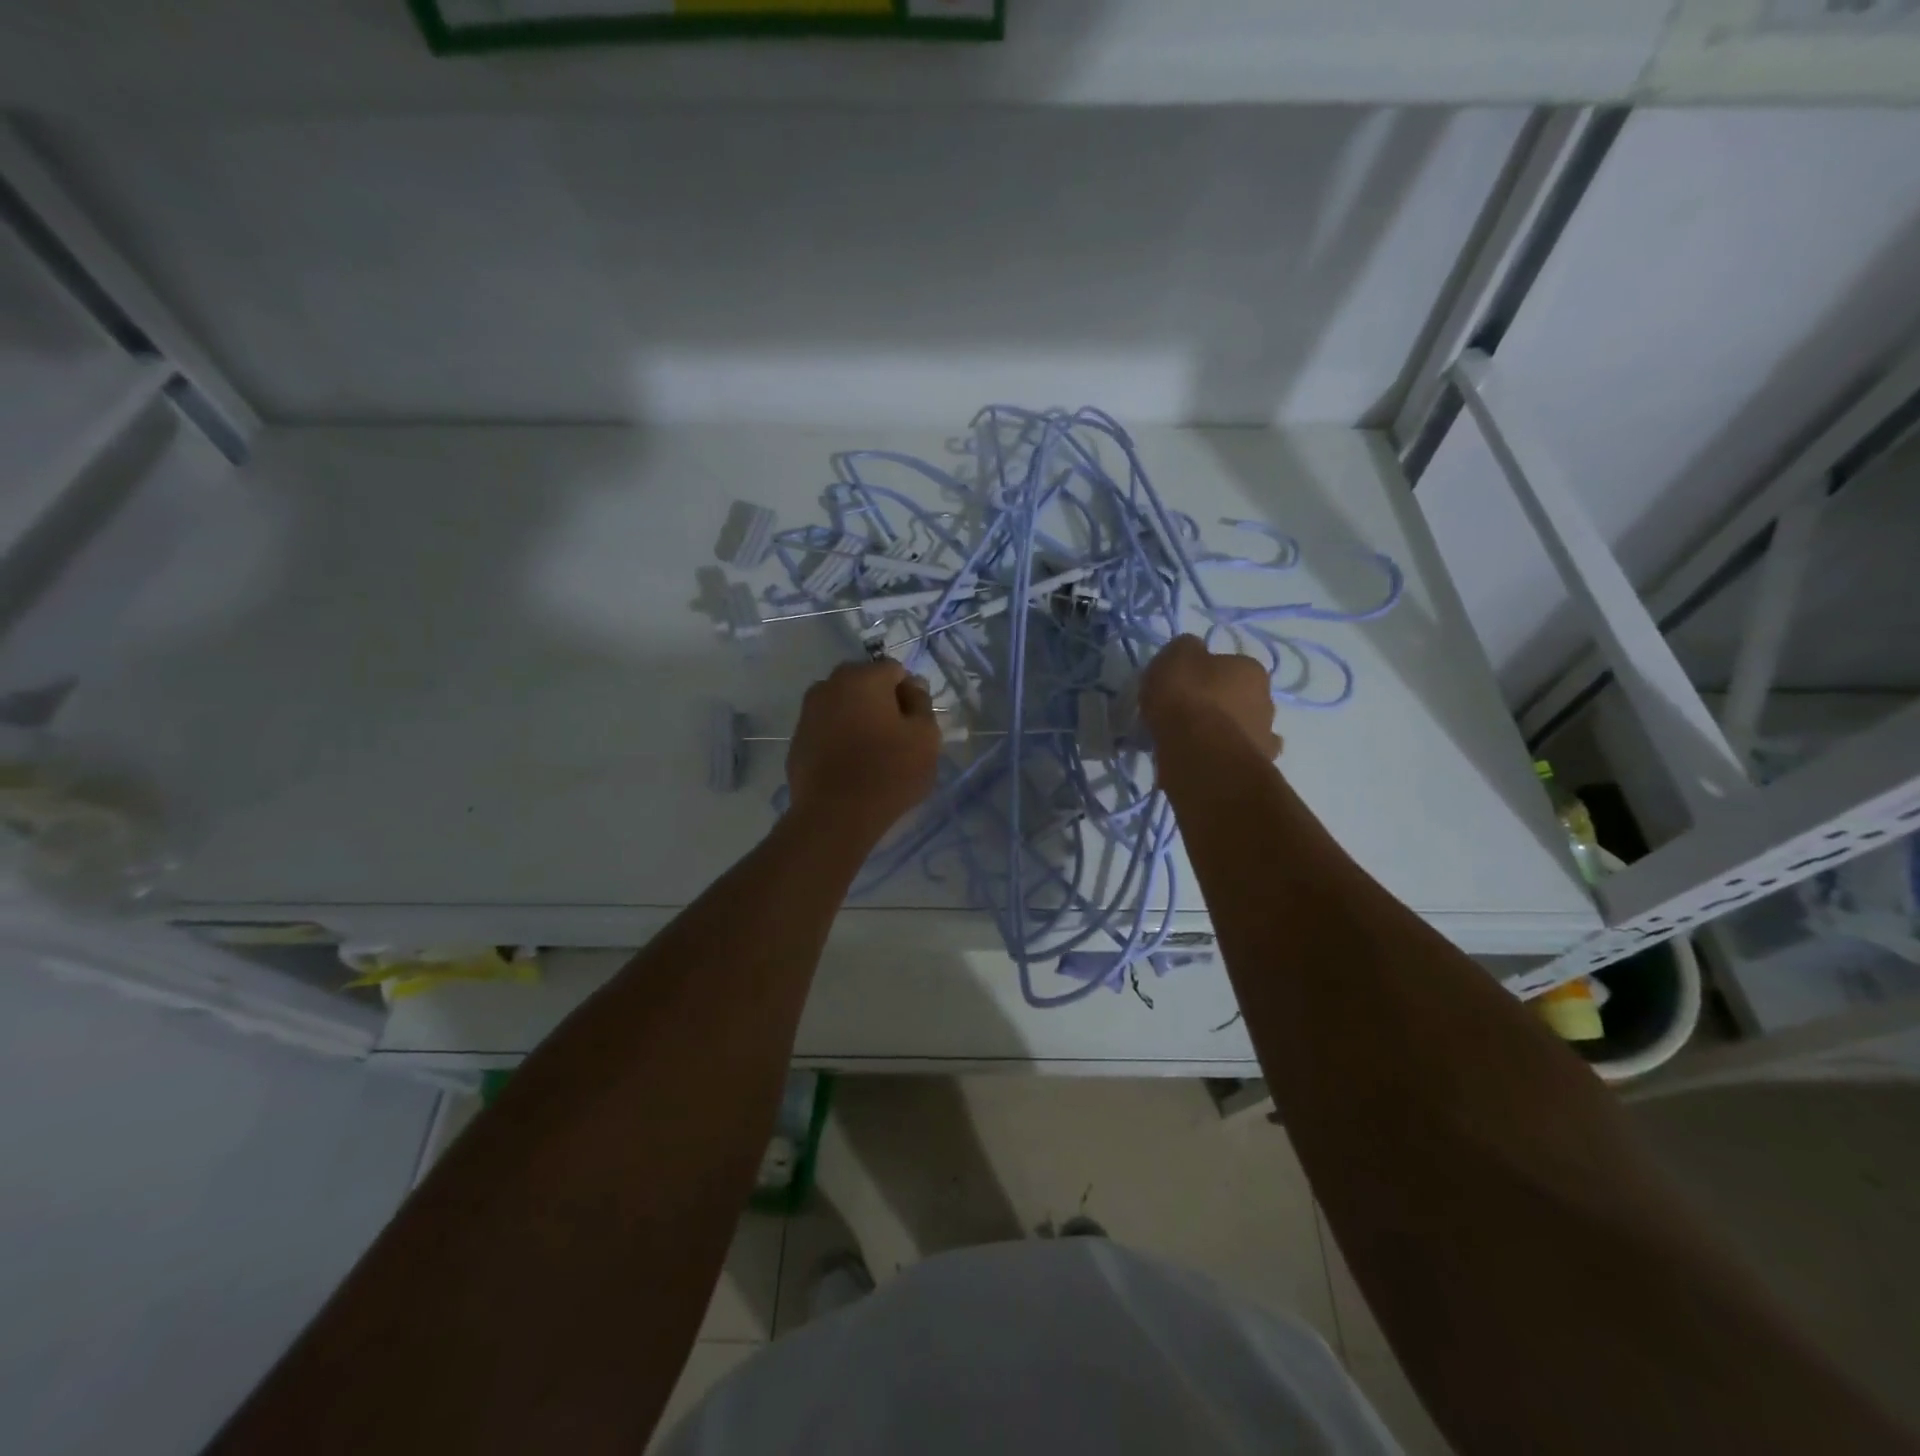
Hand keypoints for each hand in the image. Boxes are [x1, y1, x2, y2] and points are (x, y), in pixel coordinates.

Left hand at [787, 660, 941, 840]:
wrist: (835, 816)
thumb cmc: (889, 772)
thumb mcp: (926, 737)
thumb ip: (922, 703)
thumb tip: (912, 686)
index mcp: (863, 677)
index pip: (895, 671)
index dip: (910, 695)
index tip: (915, 725)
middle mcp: (829, 685)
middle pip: (865, 684)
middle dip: (882, 703)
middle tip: (896, 738)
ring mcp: (808, 712)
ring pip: (843, 706)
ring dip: (858, 719)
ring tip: (872, 753)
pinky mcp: (797, 739)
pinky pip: (827, 729)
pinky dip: (839, 738)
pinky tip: (849, 766)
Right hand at [1138, 635, 1281, 760]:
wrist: (1200, 756)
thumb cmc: (1187, 698)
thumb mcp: (1175, 656)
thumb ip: (1185, 648)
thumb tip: (1192, 650)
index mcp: (1252, 670)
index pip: (1229, 665)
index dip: (1204, 674)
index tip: (1182, 686)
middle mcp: (1267, 701)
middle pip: (1238, 698)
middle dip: (1218, 705)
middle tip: (1185, 714)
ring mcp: (1264, 739)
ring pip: (1240, 730)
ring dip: (1222, 734)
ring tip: (1189, 742)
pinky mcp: (1254, 770)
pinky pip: (1233, 758)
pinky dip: (1221, 759)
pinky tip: (1200, 761)